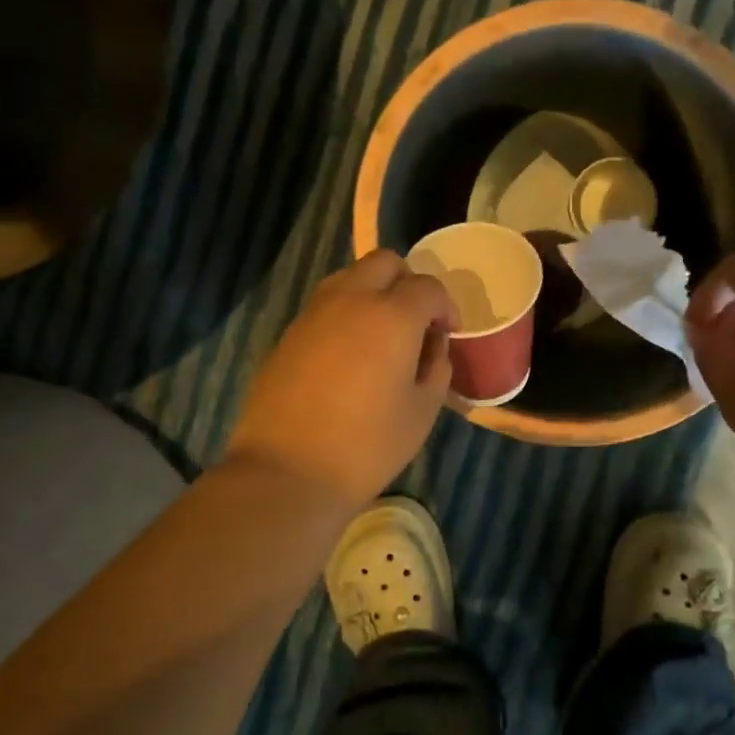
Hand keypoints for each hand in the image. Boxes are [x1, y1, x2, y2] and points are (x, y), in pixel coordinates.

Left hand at [227, 250, 455, 511]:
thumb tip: (432, 343)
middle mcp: (350, 300)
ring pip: (349, 277)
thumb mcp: (422, 411)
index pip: (427, 286)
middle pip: (384, 262)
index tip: (447, 334)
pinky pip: (325, 305)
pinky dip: (345, 313)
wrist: (286, 472)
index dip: (445, 306)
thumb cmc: (367, 446)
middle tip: (415, 323)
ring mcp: (313, 313)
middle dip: (407, 283)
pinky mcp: (288, 333)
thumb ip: (436, 366)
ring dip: (373, 293)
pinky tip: (348, 356)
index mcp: (392, 316)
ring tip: (380, 336)